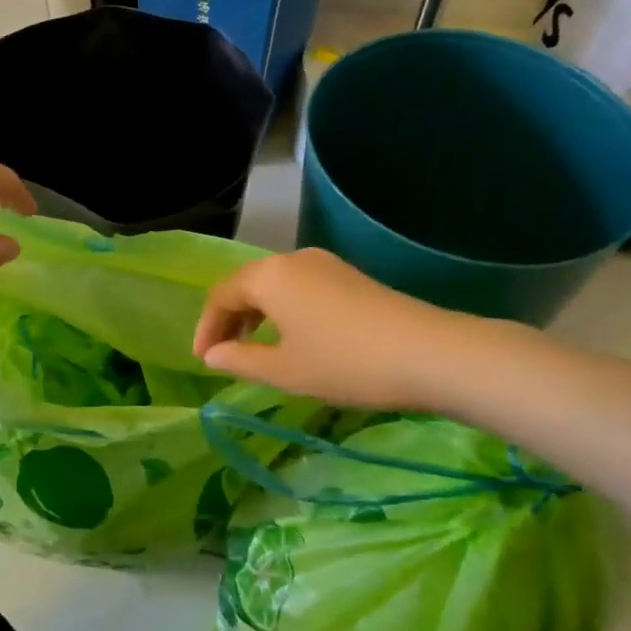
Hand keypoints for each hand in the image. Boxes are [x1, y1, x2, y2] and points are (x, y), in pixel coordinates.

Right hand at [193, 248, 493, 410]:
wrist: (428, 353)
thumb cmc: (345, 363)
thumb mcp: (285, 370)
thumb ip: (241, 359)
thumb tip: (213, 354)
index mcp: (269, 276)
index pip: (221, 294)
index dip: (206, 327)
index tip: (202, 360)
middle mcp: (293, 260)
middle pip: (247, 283)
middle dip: (229, 318)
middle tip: (222, 353)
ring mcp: (325, 264)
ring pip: (275, 284)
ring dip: (256, 314)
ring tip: (254, 348)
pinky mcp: (349, 276)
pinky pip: (299, 287)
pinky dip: (283, 310)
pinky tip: (293, 337)